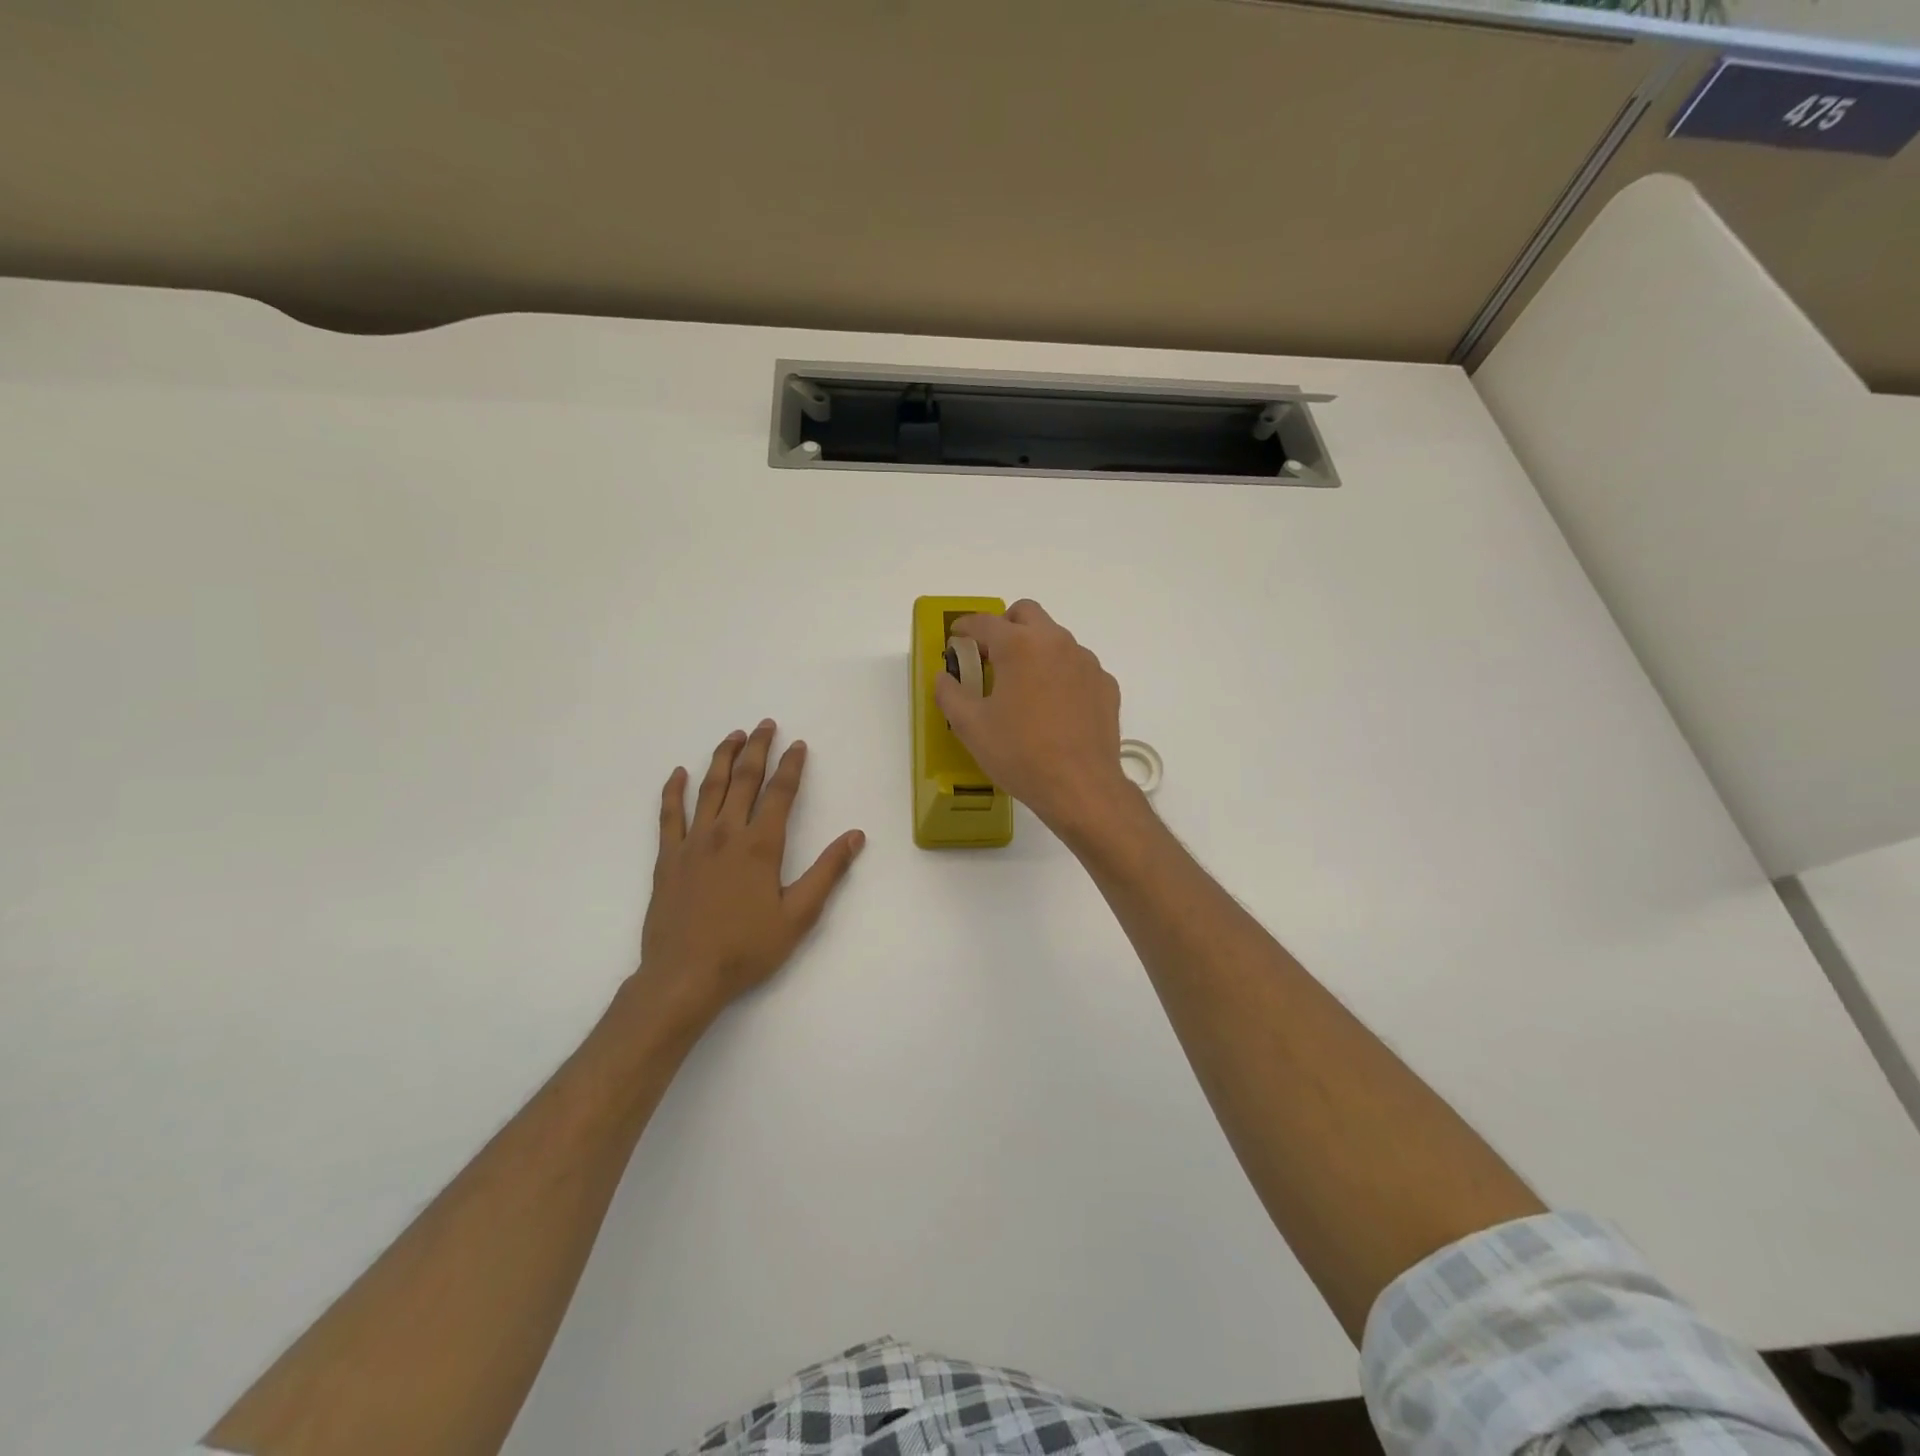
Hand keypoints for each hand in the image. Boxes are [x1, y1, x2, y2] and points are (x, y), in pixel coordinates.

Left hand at [634, 720, 864, 1027]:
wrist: (684, 976)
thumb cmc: (747, 948)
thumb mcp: (799, 915)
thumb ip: (827, 872)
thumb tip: (855, 836)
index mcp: (760, 845)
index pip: (779, 793)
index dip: (791, 766)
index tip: (798, 744)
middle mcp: (726, 833)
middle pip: (743, 779)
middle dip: (757, 748)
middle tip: (765, 724)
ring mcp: (692, 843)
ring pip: (708, 788)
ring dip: (722, 758)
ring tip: (732, 736)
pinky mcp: (667, 858)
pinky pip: (669, 815)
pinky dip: (673, 791)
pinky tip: (678, 773)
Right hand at [934, 599, 1136, 836]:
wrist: (1080, 787)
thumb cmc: (1020, 754)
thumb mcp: (970, 727)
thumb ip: (950, 693)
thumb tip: (945, 677)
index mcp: (1020, 645)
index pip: (984, 622)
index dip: (964, 627)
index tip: (956, 639)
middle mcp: (1056, 642)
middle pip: (1026, 613)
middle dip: (1004, 625)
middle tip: (990, 655)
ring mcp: (1086, 662)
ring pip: (1055, 638)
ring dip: (1034, 649)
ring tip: (1023, 686)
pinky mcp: (1105, 685)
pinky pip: (1077, 667)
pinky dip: (1060, 674)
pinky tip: (1053, 708)